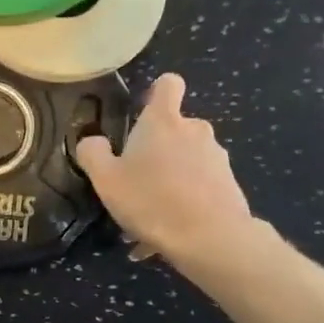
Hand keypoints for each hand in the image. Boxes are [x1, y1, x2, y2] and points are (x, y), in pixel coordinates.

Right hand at [75, 75, 255, 268]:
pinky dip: (183, 205)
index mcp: (163, 121)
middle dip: (156, 152)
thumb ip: (93, 153)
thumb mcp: (106, 179)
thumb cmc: (152, 200)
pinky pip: (198, 189)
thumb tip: (92, 141)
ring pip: (185, 164)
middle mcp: (195, 130)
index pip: (168, 84)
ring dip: (168, 184)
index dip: (156, 92)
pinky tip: (166, 238)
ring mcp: (217, 157)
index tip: (143, 112)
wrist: (211, 238)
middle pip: (174, 129)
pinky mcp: (230, 185)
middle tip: (135, 186)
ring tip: (148, 223)